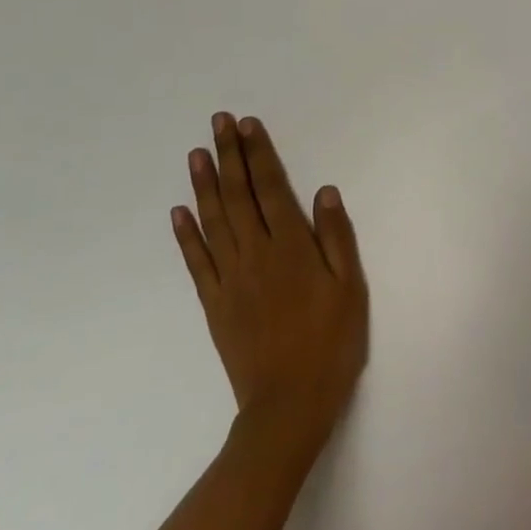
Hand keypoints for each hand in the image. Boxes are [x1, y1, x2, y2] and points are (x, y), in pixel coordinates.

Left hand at [172, 114, 368, 458]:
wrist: (288, 407)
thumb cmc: (330, 343)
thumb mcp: (350, 288)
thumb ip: (336, 237)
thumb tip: (324, 191)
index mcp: (291, 247)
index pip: (271, 188)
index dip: (259, 154)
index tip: (247, 125)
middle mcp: (256, 254)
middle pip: (238, 196)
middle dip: (229, 156)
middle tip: (218, 122)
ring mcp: (230, 279)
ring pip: (213, 221)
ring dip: (204, 185)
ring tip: (197, 154)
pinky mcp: (214, 304)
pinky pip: (197, 262)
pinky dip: (186, 235)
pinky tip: (179, 212)